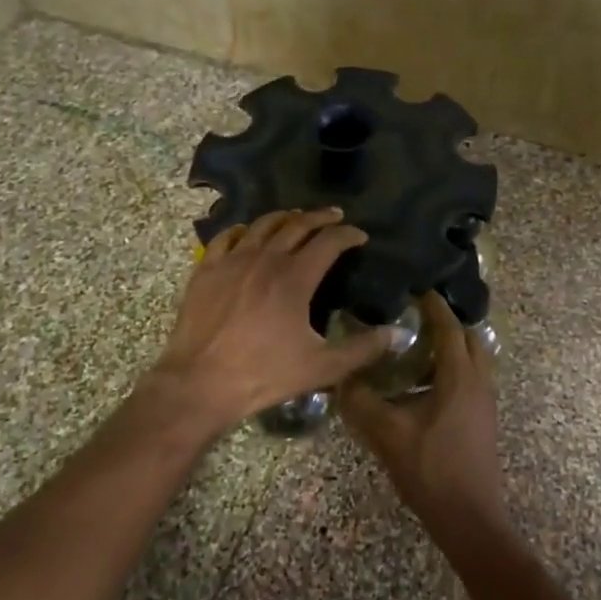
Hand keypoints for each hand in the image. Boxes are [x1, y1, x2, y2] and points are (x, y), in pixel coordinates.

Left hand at [145, 209, 392, 439]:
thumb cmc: (264, 374)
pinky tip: (247, 233)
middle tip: (334, 216)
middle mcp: (265, 259)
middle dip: (319, 217)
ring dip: (284, 217)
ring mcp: (232, 261)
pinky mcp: (206, 270)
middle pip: (297, 225)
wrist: (200, 383)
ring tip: (295, 218)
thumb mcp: (322, 367)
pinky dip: (243, 230)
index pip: (329, 242)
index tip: (360, 236)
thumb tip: (400, 334)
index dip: (348, 234)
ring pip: (262, 225)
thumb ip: (363, 348)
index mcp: (295, 277)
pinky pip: (226, 237)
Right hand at [340, 291, 508, 543]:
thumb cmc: (431, 470)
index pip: (449, 327)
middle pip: (468, 338)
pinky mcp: (483, 420)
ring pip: (472, 360)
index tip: (414, 288)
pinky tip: (421, 385)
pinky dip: (451, 369)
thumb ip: (361, 401)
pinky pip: (470, 379)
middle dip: (445, 322)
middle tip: (413, 315)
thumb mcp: (387, 433)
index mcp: (460, 376)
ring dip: (449, 347)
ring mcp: (485, 402)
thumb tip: (341, 376)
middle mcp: (479, 382)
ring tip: (414, 346)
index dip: (433, 305)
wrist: (470, 519)